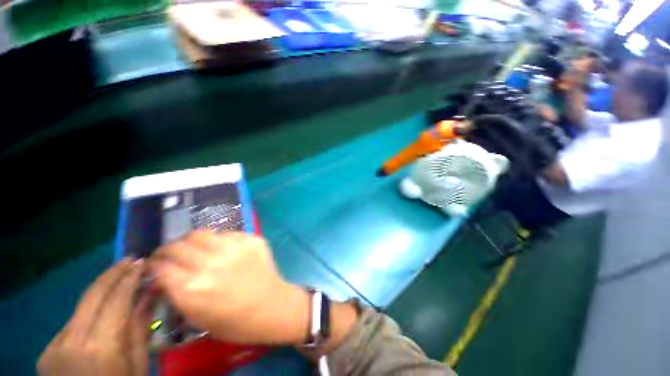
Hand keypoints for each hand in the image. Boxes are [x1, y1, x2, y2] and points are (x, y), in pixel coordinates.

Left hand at [37, 259, 148, 375]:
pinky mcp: (47, 351)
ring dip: (101, 291)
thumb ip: (140, 329)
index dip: (130, 278)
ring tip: (118, 279)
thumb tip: (149, 294)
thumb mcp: (138, 364)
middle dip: (112, 273)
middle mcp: (73, 341)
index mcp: (102, 347)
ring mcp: (55, 346)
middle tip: (130, 259)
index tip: (142, 262)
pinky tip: (99, 315)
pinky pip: (72, 325)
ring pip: (80, 309)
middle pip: (92, 296)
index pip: (117, 300)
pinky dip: (88, 314)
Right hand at [149, 231, 309, 344]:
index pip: (161, 266)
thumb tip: (162, 275)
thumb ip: (176, 293)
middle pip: (178, 246)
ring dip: (192, 240)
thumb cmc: (233, 321)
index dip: (155, 264)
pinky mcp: (251, 239)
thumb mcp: (195, 316)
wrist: (270, 306)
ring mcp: (233, 247)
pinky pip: (227, 234)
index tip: (155, 264)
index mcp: (191, 287)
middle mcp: (210, 263)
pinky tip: (223, 250)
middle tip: (171, 254)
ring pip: (201, 233)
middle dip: (169, 250)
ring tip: (195, 247)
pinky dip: (219, 240)